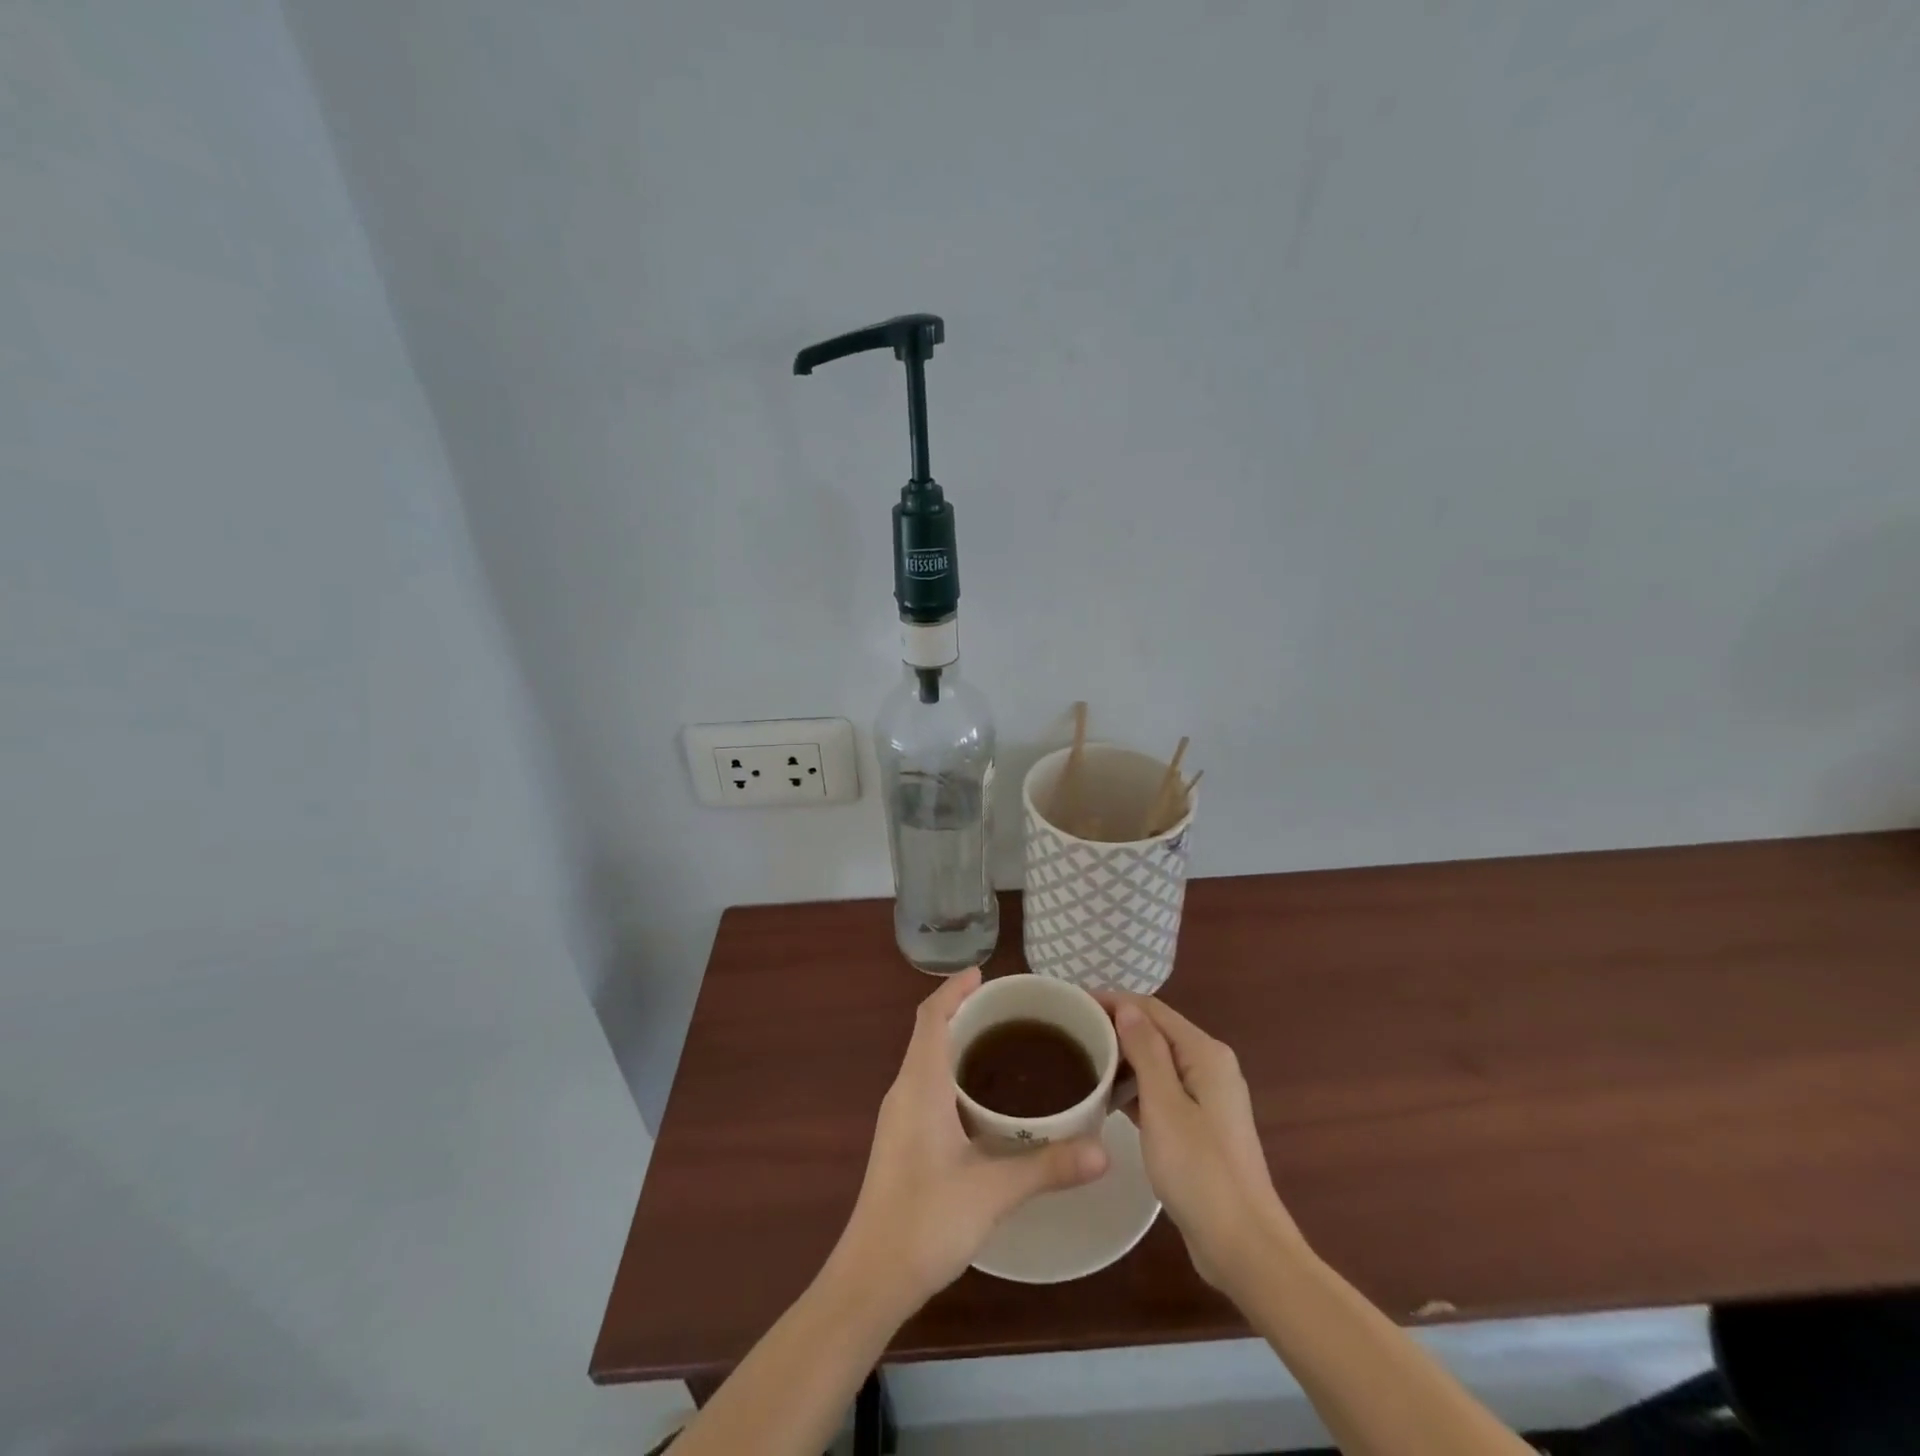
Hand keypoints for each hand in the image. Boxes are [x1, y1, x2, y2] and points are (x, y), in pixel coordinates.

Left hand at [829, 968, 1108, 1312]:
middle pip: (929, 1033)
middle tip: (1009, 1009)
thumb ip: (1048, 1166)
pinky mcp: (902, 1140)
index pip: (930, 1017)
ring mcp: (899, 1117)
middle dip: (962, 1012)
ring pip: (927, 1060)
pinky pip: (927, 1086)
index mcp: (919, 1086)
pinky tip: (984, 1099)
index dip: (953, 990)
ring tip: (1003, 1043)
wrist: (871, 1278)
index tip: (984, 974)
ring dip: (957, 1042)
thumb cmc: (925, 1221)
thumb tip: (1105, 1150)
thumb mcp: (992, 1192)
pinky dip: (953, 1072)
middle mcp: (904, 1091)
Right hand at [1102, 992, 1305, 1291]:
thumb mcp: (1164, 1106)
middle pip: (1155, 1031)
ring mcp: (1206, 1097)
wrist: (1243, 1247)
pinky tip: (1105, 1098)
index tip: (1072, 1002)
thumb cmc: (1200, 1171)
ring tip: (1079, 1060)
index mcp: (1205, 1054)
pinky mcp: (1199, 1125)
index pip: (1151, 1008)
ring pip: (1156, 1062)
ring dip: (1121, 1058)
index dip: (1112, 1000)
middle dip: (1114, 1027)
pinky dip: (1134, 1087)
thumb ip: (1145, 1051)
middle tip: (1069, 1032)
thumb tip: (1126, 1007)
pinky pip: (1160, 1090)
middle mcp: (1209, 1066)